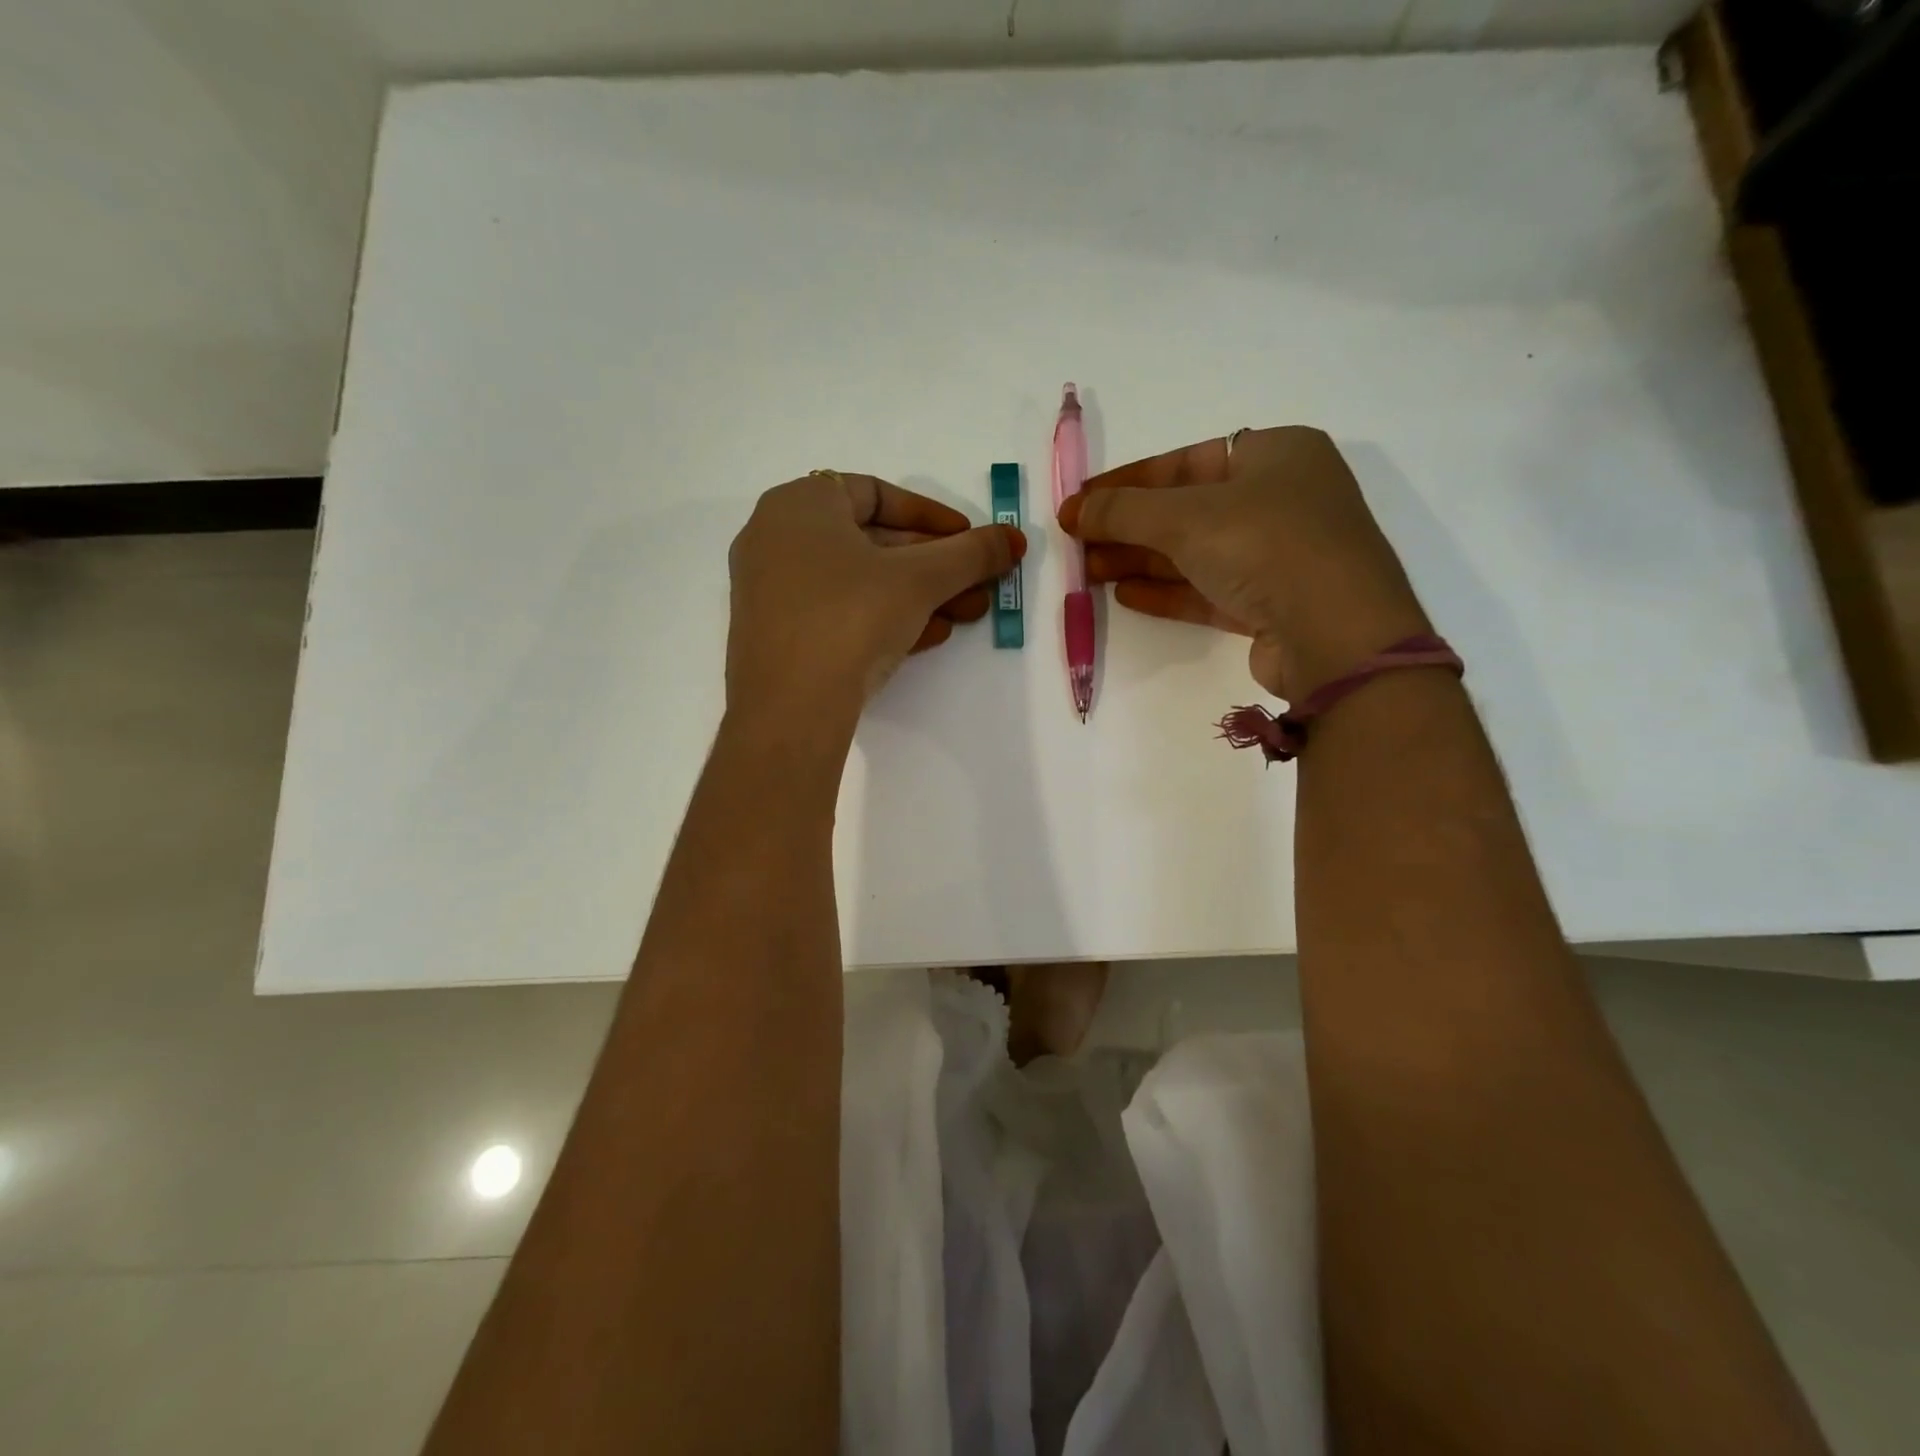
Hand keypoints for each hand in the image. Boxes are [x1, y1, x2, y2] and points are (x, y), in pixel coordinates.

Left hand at [727, 470, 1024, 721]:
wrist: (790, 708)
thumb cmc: (851, 617)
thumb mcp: (921, 580)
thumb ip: (971, 554)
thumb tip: (1015, 539)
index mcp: (800, 503)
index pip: (877, 493)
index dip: (932, 516)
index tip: (970, 540)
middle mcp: (776, 538)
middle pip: (872, 542)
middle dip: (934, 566)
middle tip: (978, 585)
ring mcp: (771, 590)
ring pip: (858, 582)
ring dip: (918, 595)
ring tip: (965, 615)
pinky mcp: (776, 634)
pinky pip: (837, 612)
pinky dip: (883, 617)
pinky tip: (927, 637)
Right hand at [1059, 427, 1428, 699]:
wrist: (1336, 635)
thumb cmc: (1265, 545)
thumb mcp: (1185, 517)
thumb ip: (1124, 510)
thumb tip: (1074, 509)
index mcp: (1277, 454)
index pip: (1185, 461)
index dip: (1127, 482)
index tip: (1081, 502)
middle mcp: (1283, 498)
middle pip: (1188, 509)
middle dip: (1129, 527)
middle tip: (1078, 544)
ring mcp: (1281, 555)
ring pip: (1197, 552)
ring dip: (1142, 560)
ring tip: (1089, 572)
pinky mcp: (1274, 604)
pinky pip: (1210, 590)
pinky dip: (1168, 590)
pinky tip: (1126, 595)